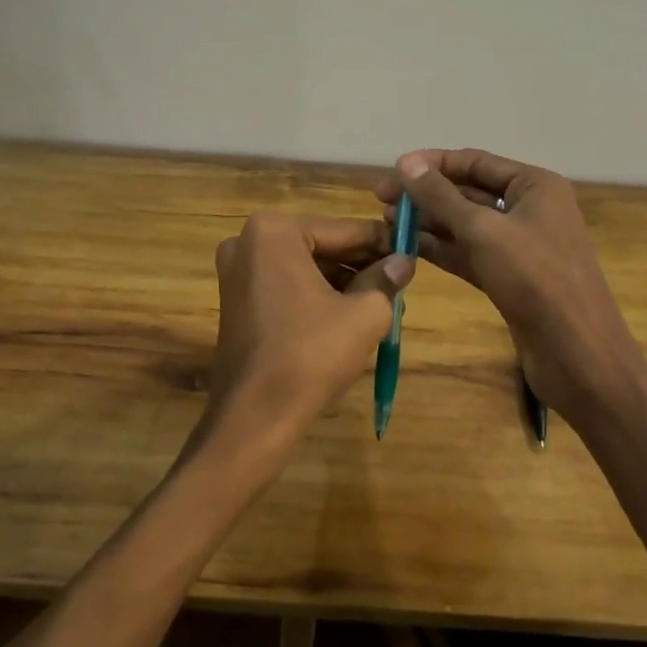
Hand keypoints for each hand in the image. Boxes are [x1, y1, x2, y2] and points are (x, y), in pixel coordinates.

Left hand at [205, 213, 414, 457]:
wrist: (255, 416)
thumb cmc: (310, 355)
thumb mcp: (364, 315)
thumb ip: (386, 281)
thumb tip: (404, 262)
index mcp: (276, 231)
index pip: (344, 230)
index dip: (381, 242)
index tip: (411, 250)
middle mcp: (248, 240)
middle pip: (322, 245)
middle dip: (360, 263)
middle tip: (399, 278)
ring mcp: (237, 270)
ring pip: (305, 266)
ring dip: (341, 280)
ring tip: (381, 299)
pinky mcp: (236, 298)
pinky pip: (286, 284)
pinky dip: (316, 294)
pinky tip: (348, 313)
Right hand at [377, 149, 645, 428]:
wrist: (579, 356)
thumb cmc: (536, 280)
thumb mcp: (483, 231)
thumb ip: (441, 196)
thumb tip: (405, 162)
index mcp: (534, 186)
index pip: (475, 162)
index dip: (432, 164)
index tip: (392, 171)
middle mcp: (529, 209)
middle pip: (468, 191)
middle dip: (426, 194)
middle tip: (380, 198)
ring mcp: (520, 246)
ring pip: (466, 225)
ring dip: (428, 221)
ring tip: (385, 221)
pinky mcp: (510, 278)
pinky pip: (469, 253)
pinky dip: (441, 249)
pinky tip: (407, 246)